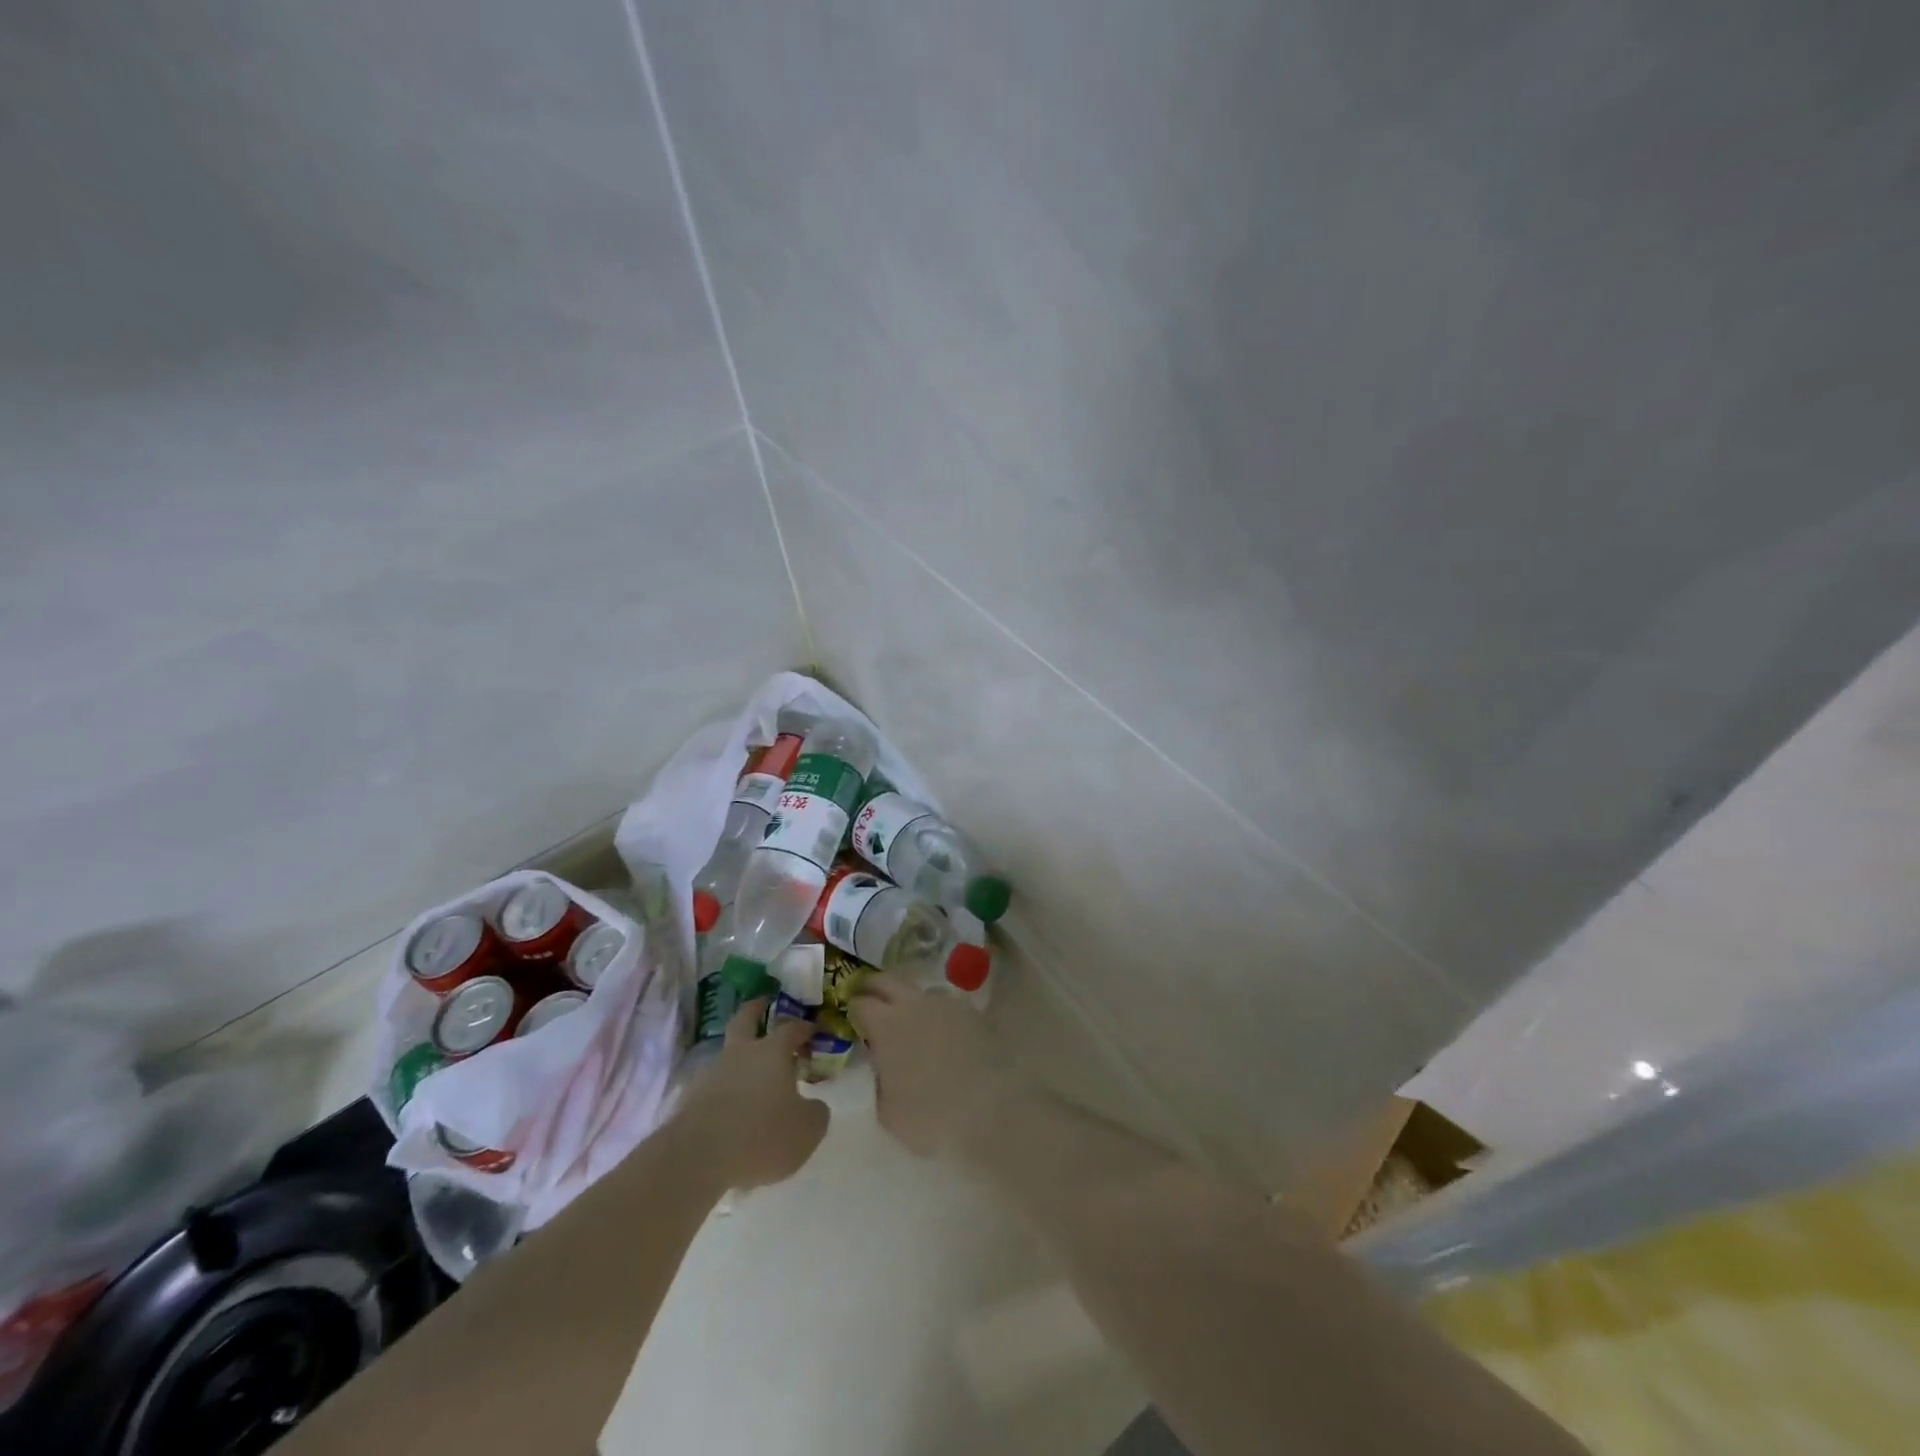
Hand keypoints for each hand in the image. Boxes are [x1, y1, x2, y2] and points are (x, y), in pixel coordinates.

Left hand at [674, 999, 828, 1189]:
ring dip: (738, 1056)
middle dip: (756, 1009)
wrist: (697, 1159)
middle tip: (763, 1002)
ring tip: (751, 1075)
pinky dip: (723, 1090)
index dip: (803, 1027)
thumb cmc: (761, 1136)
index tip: (812, 1029)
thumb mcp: (807, 1130)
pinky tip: (731, 1108)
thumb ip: (816, 1113)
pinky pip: (713, 1086)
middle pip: (745, 1019)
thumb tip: (814, 1106)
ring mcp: (711, 1074)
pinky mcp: (690, 1099)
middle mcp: (740, 1054)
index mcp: (772, 1052)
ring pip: (727, 1054)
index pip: (791, 1028)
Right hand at [849, 977, 1022, 1157]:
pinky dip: (937, 1015)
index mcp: (885, 1024)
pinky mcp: (972, 1012)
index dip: (851, 1009)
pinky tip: (941, 1036)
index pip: (859, 1002)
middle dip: (874, 988)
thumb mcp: (888, 1112)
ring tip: (910, 1023)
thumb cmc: (930, 1116)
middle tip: (869, 1002)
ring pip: (919, 991)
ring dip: (909, 1001)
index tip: (850, 1019)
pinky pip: (945, 1006)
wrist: (990, 1110)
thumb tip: (879, 1067)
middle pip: (886, 980)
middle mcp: (913, 1003)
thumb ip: (878, 1081)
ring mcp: (945, 1004)